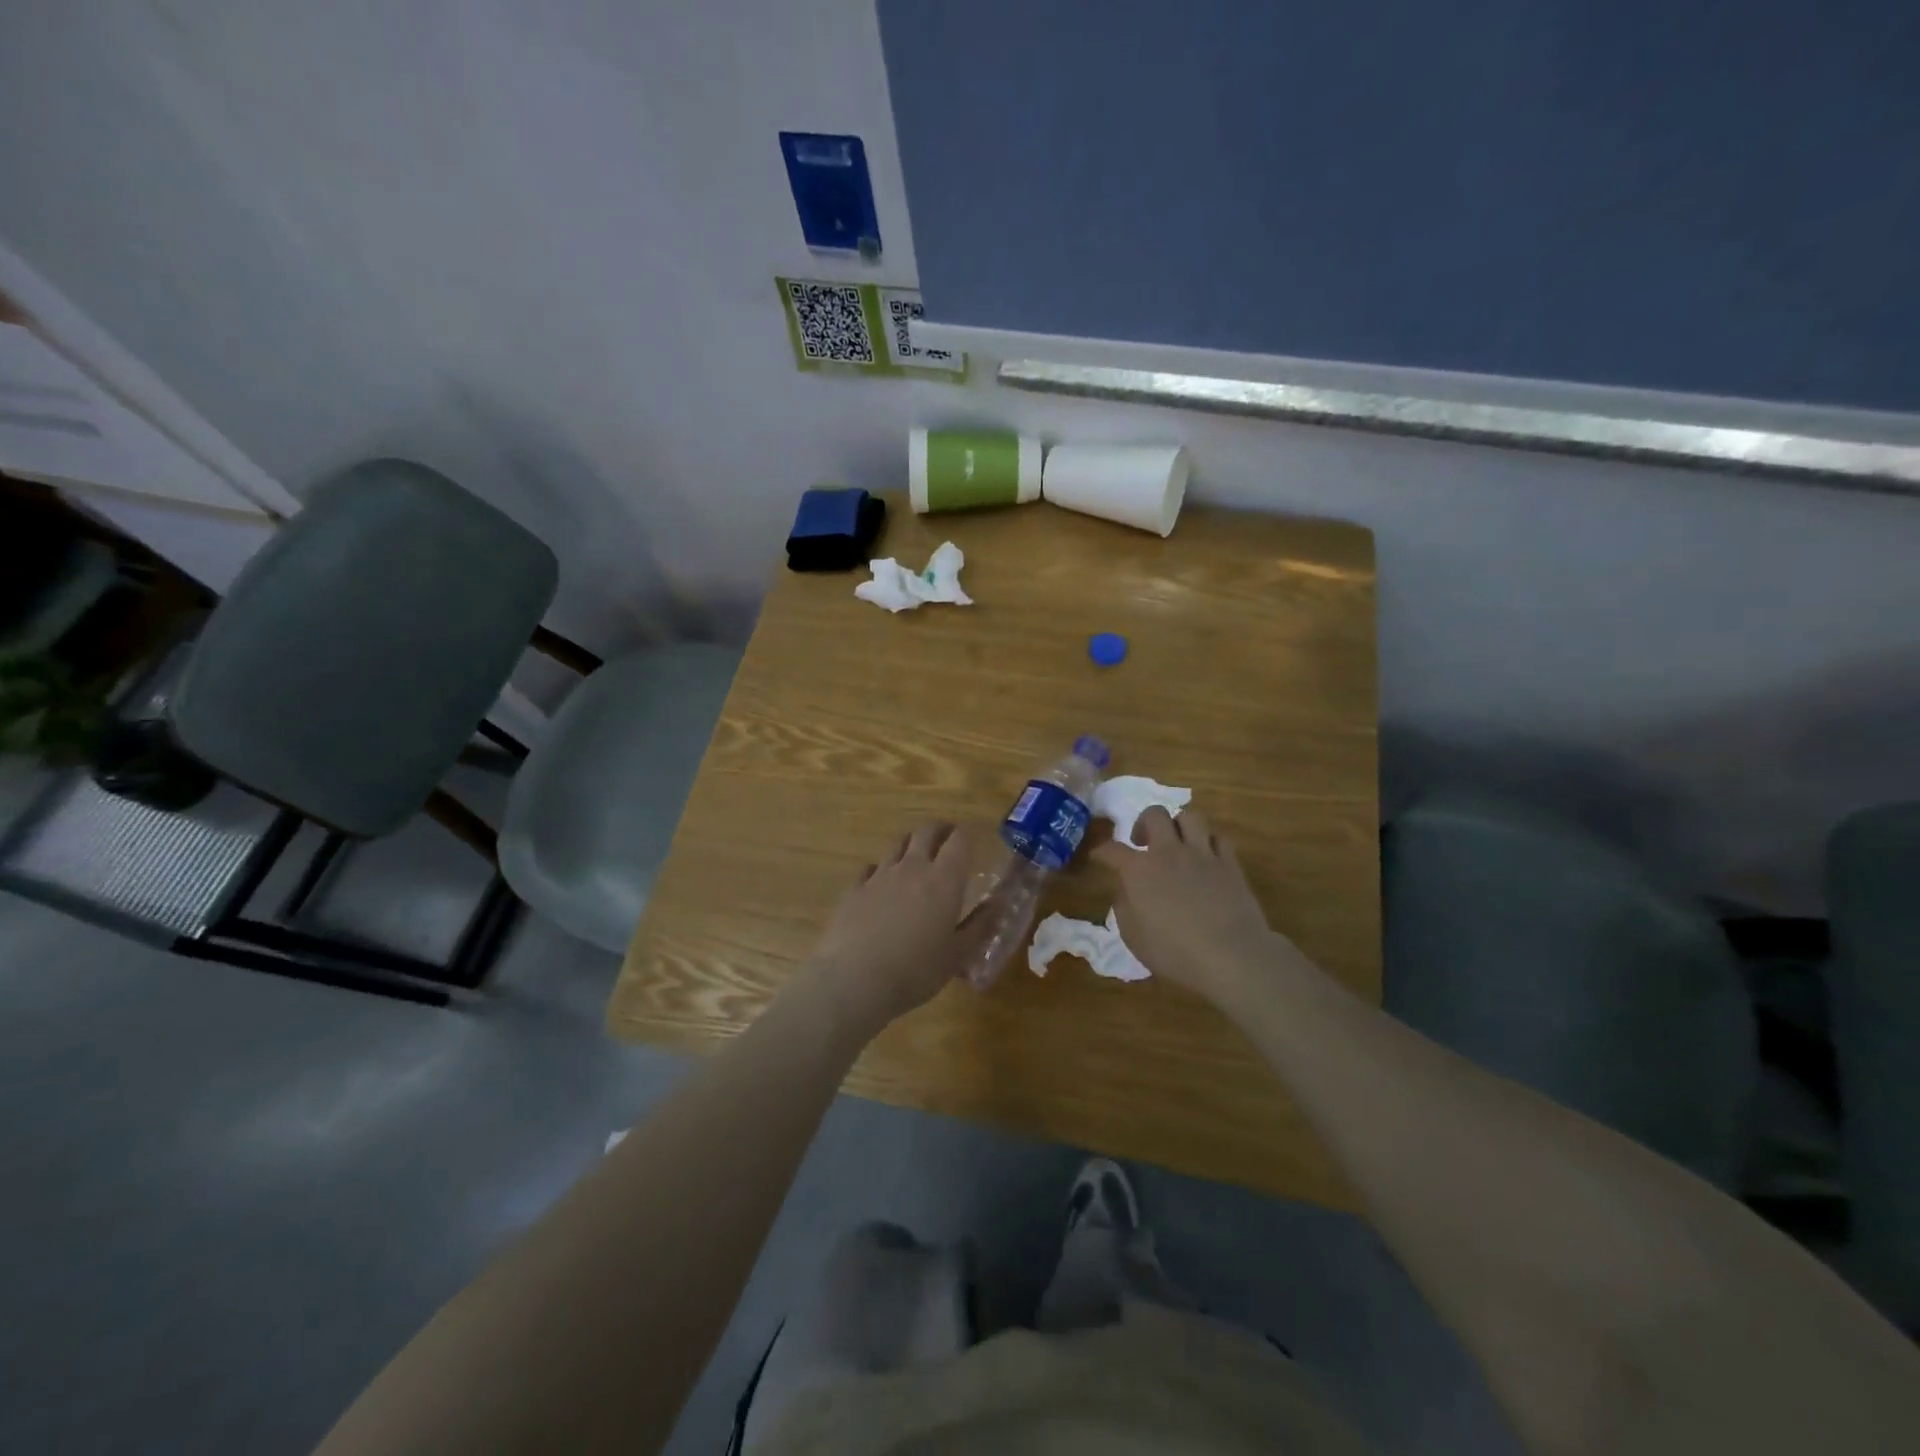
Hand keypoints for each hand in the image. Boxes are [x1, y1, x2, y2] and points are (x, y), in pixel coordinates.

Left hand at [799, 821, 985, 1036]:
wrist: (854, 980)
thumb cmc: (915, 971)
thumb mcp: (958, 955)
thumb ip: (981, 926)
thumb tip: (999, 902)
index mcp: (943, 880)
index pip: (959, 841)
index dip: (967, 834)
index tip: (973, 837)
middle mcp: (912, 868)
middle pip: (926, 831)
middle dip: (939, 829)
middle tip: (947, 838)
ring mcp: (879, 876)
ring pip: (897, 845)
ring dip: (910, 844)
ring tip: (916, 856)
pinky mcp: (854, 889)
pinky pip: (870, 868)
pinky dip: (880, 869)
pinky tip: (880, 882)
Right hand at [1093, 807, 1296, 1003]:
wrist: (1231, 957)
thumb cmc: (1175, 953)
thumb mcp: (1133, 937)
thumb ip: (1124, 907)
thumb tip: (1125, 889)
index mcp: (1139, 870)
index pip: (1112, 849)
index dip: (1102, 851)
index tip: (1099, 857)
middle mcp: (1168, 852)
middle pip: (1154, 814)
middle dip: (1143, 823)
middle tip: (1143, 843)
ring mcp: (1202, 854)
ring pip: (1190, 817)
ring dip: (1179, 826)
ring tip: (1177, 844)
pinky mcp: (1230, 864)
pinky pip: (1219, 837)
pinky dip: (1209, 841)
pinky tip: (1206, 856)